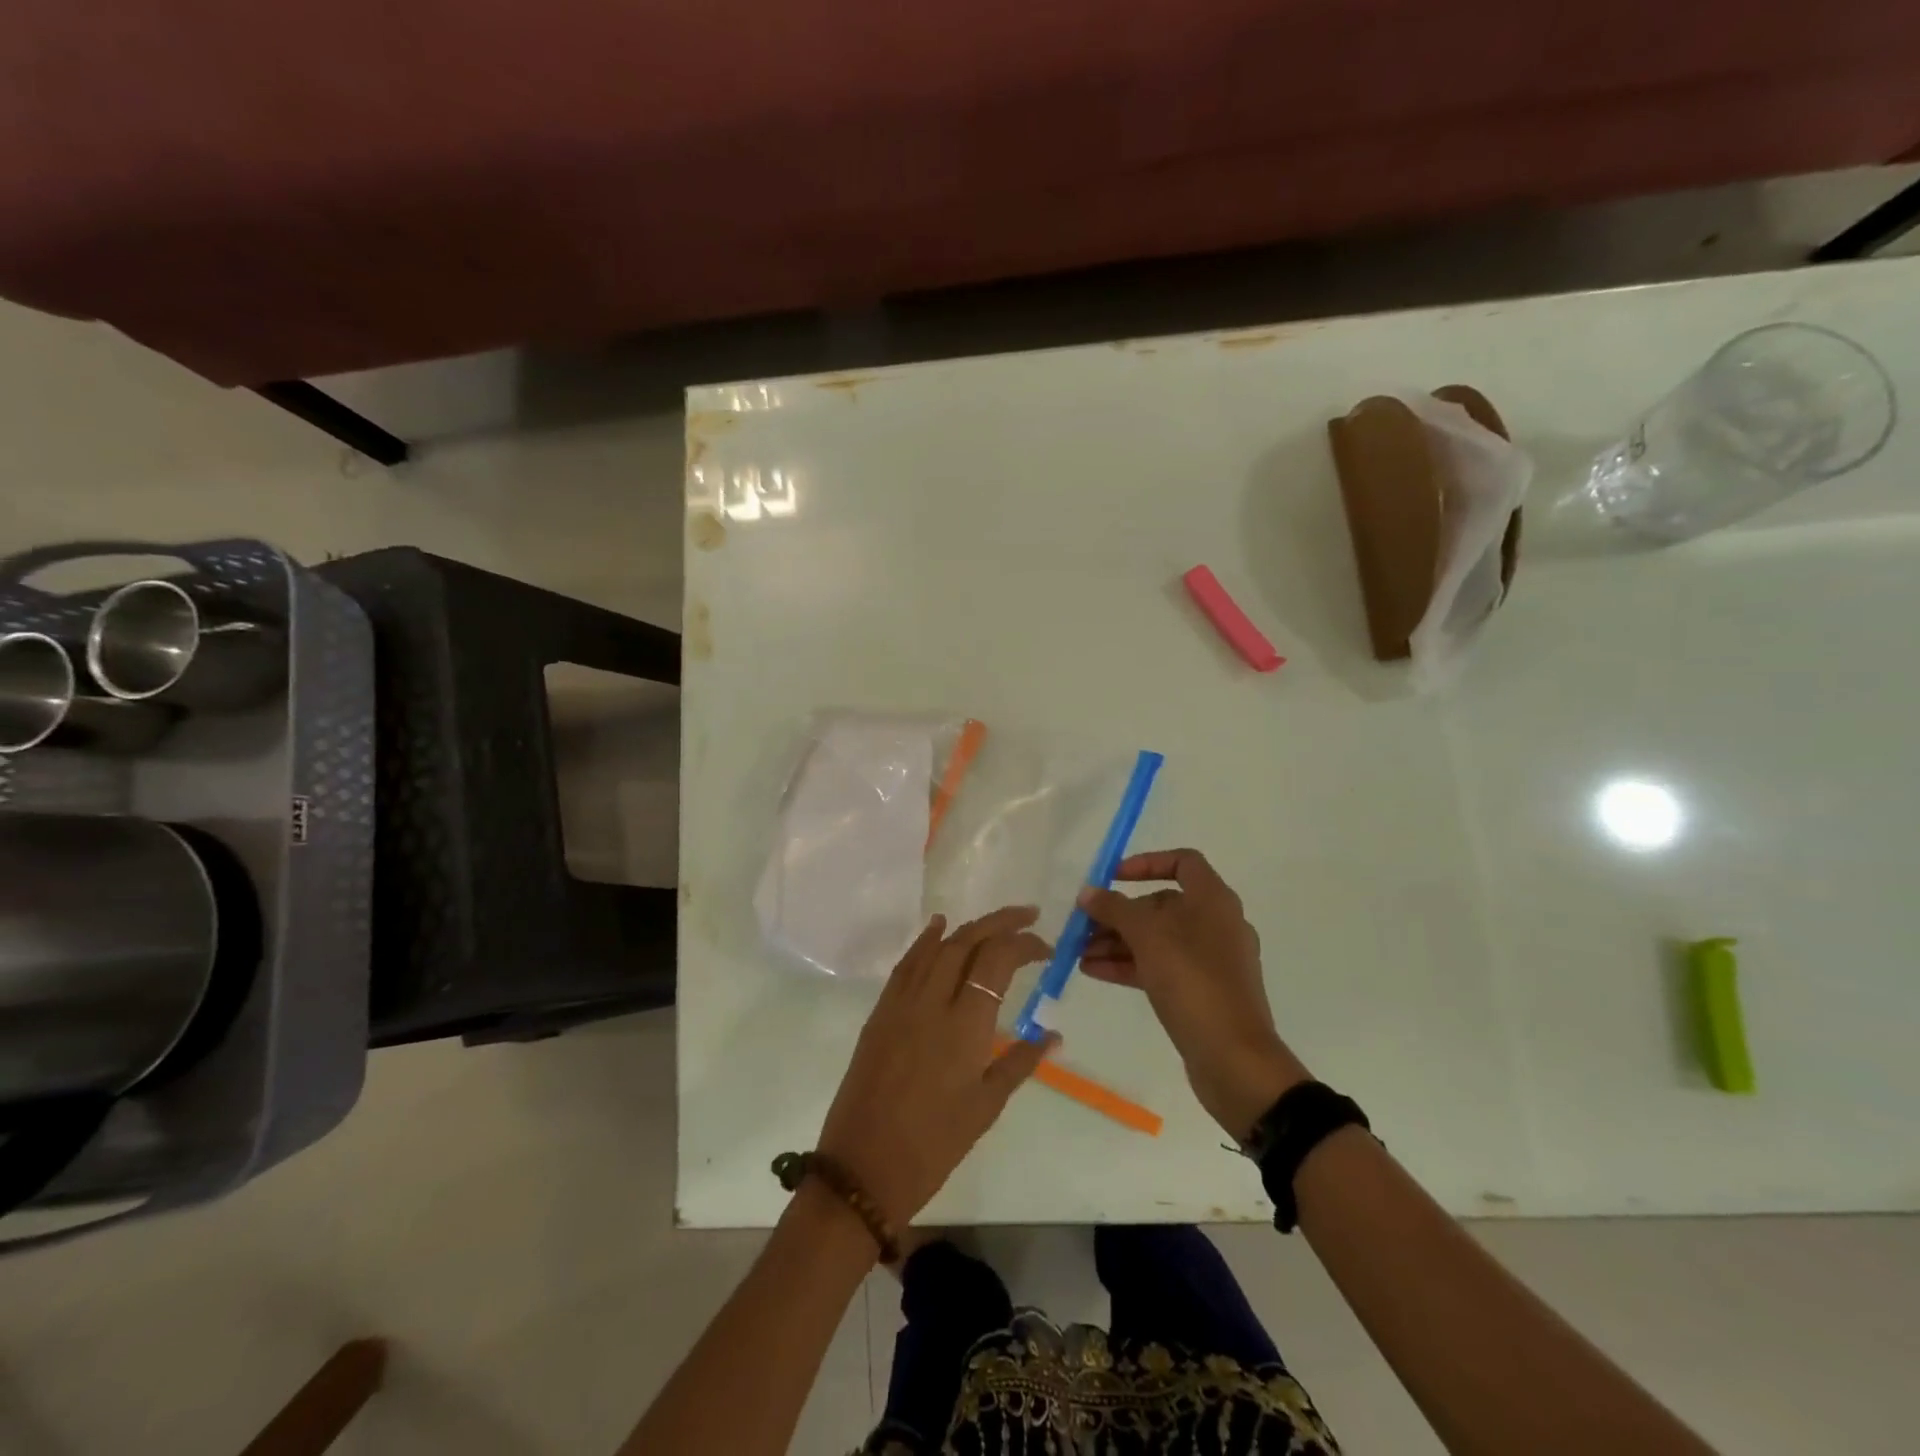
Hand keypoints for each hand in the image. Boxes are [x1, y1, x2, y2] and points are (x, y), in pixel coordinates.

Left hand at [816, 907, 1057, 1231]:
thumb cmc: (934, 1144)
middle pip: (967, 941)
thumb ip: (1020, 1061)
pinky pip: (907, 963)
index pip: (997, 960)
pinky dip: (925, 940)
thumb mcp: (986, 1106)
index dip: (1024, 944)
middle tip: (1028, 915)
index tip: (1046, 949)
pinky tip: (938, 928)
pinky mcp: (881, 1011)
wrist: (864, 1167)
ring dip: (967, 927)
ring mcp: (901, 1002)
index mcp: (965, 1024)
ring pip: (936, 946)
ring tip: (994, 922)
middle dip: (1000, 921)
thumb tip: (1054, 1035)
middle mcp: (932, 1001)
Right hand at [1079, 849, 1309, 1140]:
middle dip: (1120, 913)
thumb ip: (1114, 908)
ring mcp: (1210, 961)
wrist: (1234, 1059)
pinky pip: (1161, 967)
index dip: (1146, 863)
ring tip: (1079, 952)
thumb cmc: (1193, 981)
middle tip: (1083, 925)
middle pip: (1163, 904)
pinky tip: (1093, 971)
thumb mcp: (1147, 937)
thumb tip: (1088, 892)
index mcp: (1213, 900)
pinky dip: (1130, 965)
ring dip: (1118, 941)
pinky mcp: (1202, 992)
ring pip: (1158, 939)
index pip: (1182, 862)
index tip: (1112, 878)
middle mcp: (1216, 924)